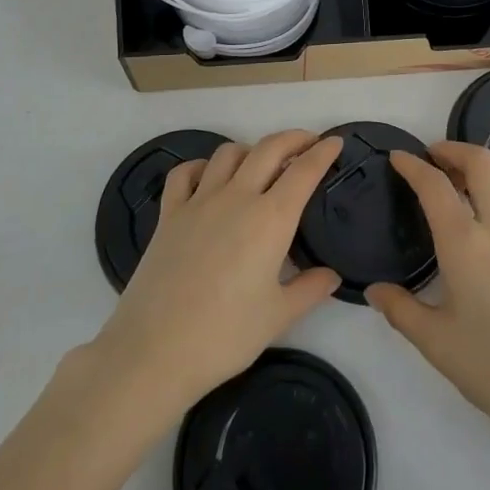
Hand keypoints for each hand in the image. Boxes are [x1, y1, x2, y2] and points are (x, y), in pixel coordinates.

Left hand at [90, 130, 342, 415]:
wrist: (155, 350)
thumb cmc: (225, 336)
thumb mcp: (278, 317)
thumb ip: (310, 290)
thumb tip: (332, 276)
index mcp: (270, 219)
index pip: (303, 172)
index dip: (322, 152)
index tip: (335, 142)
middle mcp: (237, 197)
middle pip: (268, 149)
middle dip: (293, 139)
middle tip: (308, 142)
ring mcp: (199, 201)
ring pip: (228, 153)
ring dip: (250, 149)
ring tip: (261, 162)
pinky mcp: (169, 213)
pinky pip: (185, 173)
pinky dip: (201, 166)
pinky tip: (209, 177)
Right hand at [367, 142, 489, 453]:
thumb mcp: (438, 345)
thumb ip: (402, 311)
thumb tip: (375, 291)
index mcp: (465, 244)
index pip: (434, 185)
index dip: (412, 165)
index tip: (398, 158)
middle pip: (480, 161)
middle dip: (453, 149)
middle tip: (433, 158)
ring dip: (482, 166)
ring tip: (464, 181)